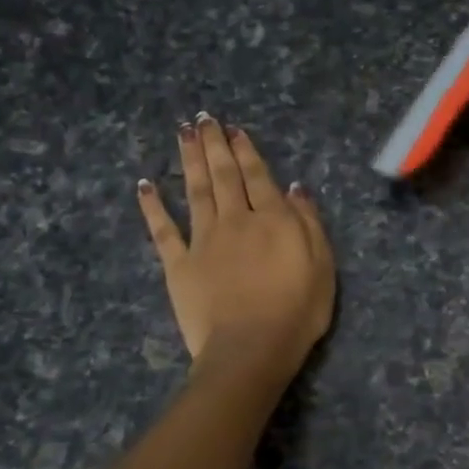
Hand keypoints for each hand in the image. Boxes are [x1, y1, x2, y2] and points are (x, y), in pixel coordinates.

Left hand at [137, 114, 335, 370]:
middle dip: (214, 145)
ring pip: (195, 191)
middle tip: (204, 119)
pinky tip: (145, 185)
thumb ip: (308, 223)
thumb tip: (294, 188)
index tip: (235, 130)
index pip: (258, 176)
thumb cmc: (297, 311)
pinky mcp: (178, 265)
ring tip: (182, 133)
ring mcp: (203, 241)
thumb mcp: (322, 266)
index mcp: (272, 220)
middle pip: (224, 176)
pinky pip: (163, 231)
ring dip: (189, 160)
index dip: (246, 151)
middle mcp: (235, 220)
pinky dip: (153, 206)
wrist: (251, 349)